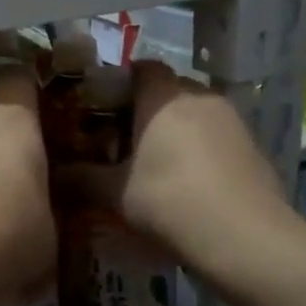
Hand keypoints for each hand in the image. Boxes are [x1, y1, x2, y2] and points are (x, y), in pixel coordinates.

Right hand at [59, 62, 299, 275]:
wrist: (247, 238)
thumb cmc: (171, 201)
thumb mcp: (115, 194)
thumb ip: (80, 179)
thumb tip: (52, 173)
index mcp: (163, 96)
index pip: (140, 67)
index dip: (119, 83)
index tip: (100, 109)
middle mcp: (199, 96)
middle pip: (166, 89)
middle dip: (143, 108)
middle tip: (121, 140)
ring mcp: (232, 119)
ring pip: (192, 112)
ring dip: (173, 129)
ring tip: (153, 163)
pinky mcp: (252, 145)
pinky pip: (215, 134)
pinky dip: (198, 147)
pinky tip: (187, 180)